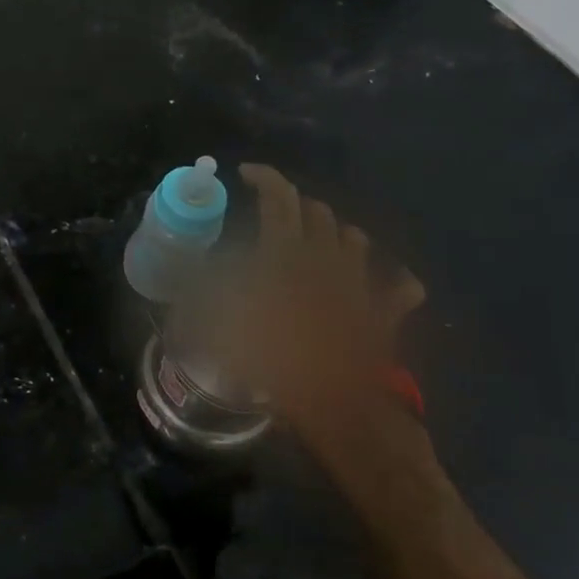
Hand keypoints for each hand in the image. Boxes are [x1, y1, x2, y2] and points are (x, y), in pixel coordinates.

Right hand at [221, 165, 425, 453]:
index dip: (264, 177)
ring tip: (318, 243)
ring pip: (356, 238)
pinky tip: (382, 282)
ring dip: (336, 233)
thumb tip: (177, 294)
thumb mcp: (217, 328)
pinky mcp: (385, 310)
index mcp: (285, 253)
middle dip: (295, 205)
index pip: (278, 197)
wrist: (334, 404)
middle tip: (275, 216)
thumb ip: (196, 302)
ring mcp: (361, 282)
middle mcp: (326, 257)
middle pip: (317, 211)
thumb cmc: (272, 360)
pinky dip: (392, 279)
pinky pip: (400, 285)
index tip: (246, 174)